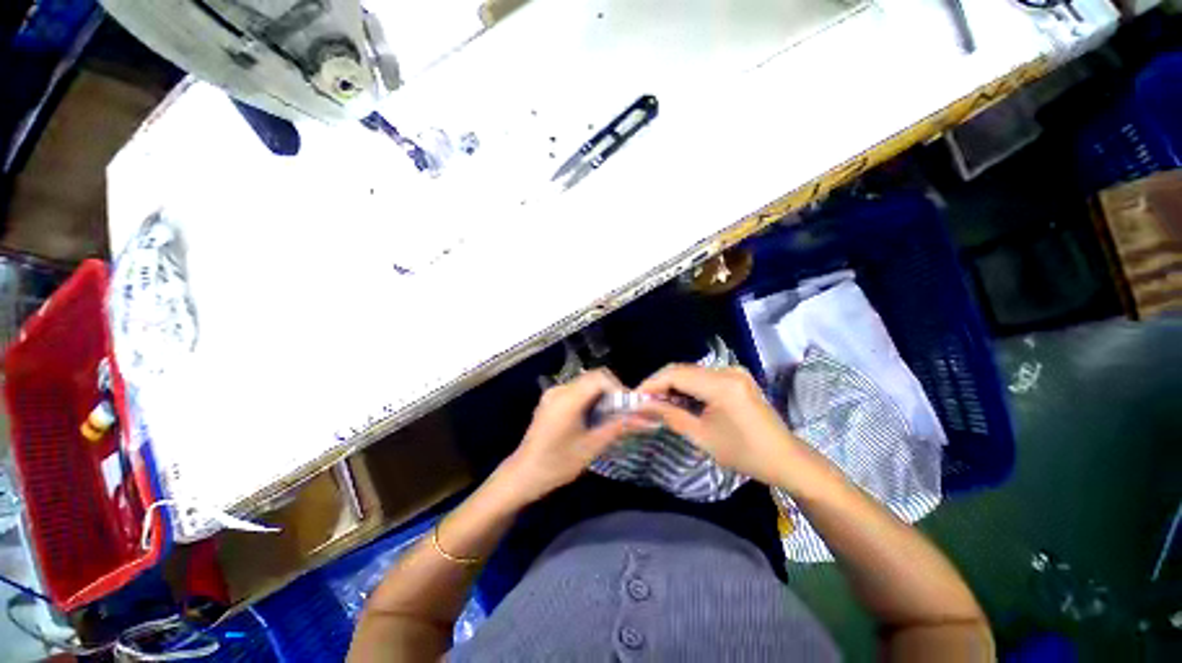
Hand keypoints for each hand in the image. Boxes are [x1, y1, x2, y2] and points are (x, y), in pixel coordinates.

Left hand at [496, 369, 644, 506]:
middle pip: (593, 377)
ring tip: (611, 416)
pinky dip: (590, 398)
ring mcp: (553, 394)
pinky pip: (576, 391)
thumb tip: (646, 420)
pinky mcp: (551, 400)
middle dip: (612, 391)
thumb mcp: (591, 447)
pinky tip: (594, 417)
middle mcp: (559, 390)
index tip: (630, 407)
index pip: (600, 378)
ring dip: (602, 395)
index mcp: (568, 399)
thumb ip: (619, 428)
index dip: (619, 388)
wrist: (523, 475)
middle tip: (623, 412)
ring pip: (585, 383)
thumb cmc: (557, 464)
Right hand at [636, 364, 809, 488]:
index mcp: (722, 385)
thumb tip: (643, 405)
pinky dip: (688, 387)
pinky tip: (680, 400)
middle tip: (644, 401)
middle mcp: (728, 370)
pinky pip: (704, 377)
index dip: (652, 383)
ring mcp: (734, 372)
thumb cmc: (745, 454)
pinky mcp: (736, 377)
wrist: (786, 459)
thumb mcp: (702, 436)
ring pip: (692, 372)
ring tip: (658, 403)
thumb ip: (670, 415)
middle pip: (683, 370)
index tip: (635, 397)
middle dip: (660, 384)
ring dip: (673, 385)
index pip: (676, 374)